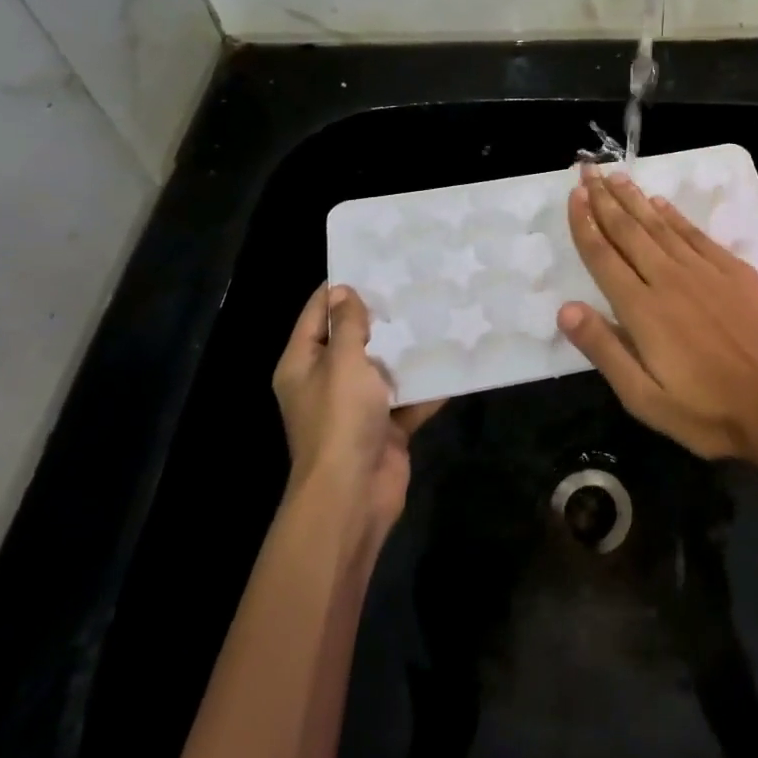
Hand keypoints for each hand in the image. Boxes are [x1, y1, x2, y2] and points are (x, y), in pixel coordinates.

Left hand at [272, 284, 442, 533]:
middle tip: (415, 283)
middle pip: (354, 338)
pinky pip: (408, 396)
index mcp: (303, 364)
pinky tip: (454, 358)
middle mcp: (327, 381)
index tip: (373, 262)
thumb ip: (347, 326)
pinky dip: (427, 384)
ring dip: (408, 348)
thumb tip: (344, 291)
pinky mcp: (385, 425)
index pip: (317, 313)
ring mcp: (357, 406)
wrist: (354, 494)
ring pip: (385, 367)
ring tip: (439, 312)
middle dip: (382, 315)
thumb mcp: (342, 363)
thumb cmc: (340, 421)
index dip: (341, 288)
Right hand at [557, 165, 757, 473]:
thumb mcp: (644, 399)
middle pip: (629, 231)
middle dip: (605, 199)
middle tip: (588, 169)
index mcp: (642, 310)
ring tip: (617, 177)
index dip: (585, 223)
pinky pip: (695, 234)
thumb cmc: (708, 412)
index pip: (603, 256)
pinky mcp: (734, 271)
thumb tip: (565, 308)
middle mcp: (669, 279)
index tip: (574, 194)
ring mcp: (705, 271)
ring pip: (660, 225)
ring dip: (636, 199)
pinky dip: (675, 216)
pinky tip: (662, 204)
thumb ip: (604, 350)